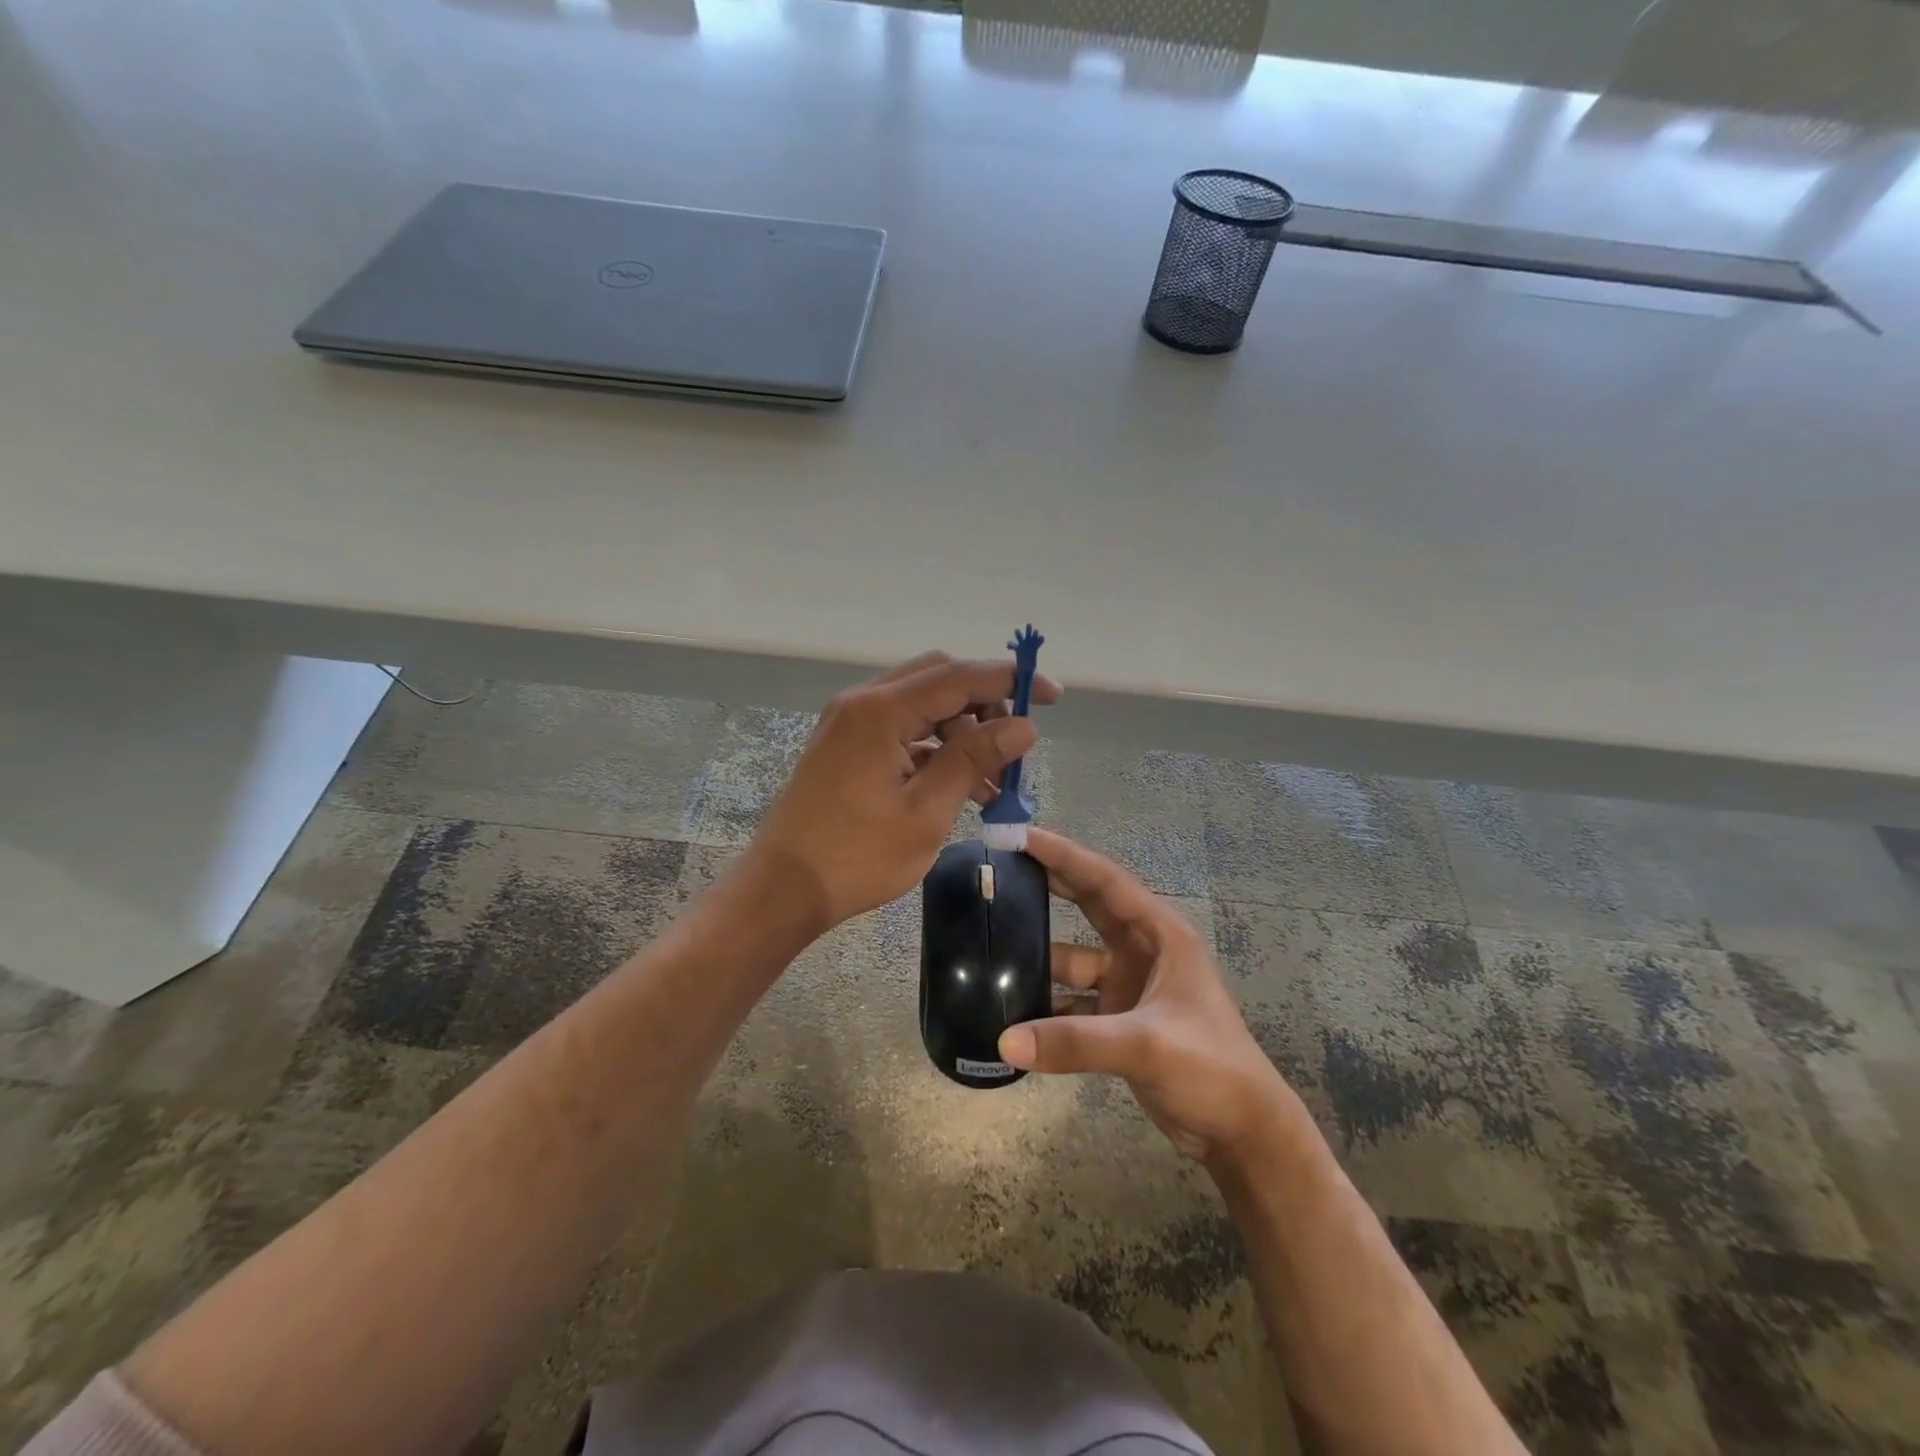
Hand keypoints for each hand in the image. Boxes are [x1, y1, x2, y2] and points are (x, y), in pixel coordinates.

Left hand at [747, 652, 1061, 933]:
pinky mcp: (845, 746)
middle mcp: (862, 703)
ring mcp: (849, 723)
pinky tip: (961, 784)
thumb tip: (1023, 726)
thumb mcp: (927, 811)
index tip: (1051, 696)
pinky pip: (900, 730)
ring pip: (920, 705)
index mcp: (880, 711)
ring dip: (961, 730)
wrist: (782, 889)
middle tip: (1016, 741)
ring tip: (995, 779)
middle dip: (984, 704)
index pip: (959, 677)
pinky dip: (934, 747)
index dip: (1010, 681)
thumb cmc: (856, 857)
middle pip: (938, 680)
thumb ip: (974, 759)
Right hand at [997, 828, 1299, 1167]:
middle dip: (1048, 885)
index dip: (1064, 855)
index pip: (1105, 881)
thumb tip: (1004, 1041)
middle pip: (1088, 906)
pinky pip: (1072, 1000)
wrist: (1243, 1132)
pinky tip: (1010, 1008)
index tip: (1021, 836)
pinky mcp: (1118, 1020)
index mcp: (1160, 935)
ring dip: (1039, 956)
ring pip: (1074, 959)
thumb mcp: (1146, 1045)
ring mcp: (1129, 986)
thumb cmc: (1210, 1068)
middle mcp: (1142, 951)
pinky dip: (1045, 1003)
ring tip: (991, 944)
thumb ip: (1074, 1042)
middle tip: (1001, 867)